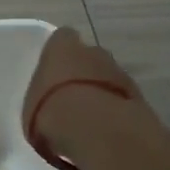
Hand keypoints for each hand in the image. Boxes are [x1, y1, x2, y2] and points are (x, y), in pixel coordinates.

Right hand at [23, 28, 163, 166]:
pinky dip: (115, 111)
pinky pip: (123, 100)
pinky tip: (104, 130)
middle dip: (84, 72)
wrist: (94, 131)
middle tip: (72, 96)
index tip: (54, 69)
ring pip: (110, 78)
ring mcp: (121, 74)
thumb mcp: (30, 105)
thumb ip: (42, 96)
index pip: (62, 38)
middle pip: (90, 56)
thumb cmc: (50, 111)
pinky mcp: (140, 99)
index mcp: (63, 48)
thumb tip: (43, 106)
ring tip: (89, 117)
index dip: (59, 52)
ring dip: (102, 92)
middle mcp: (95, 53)